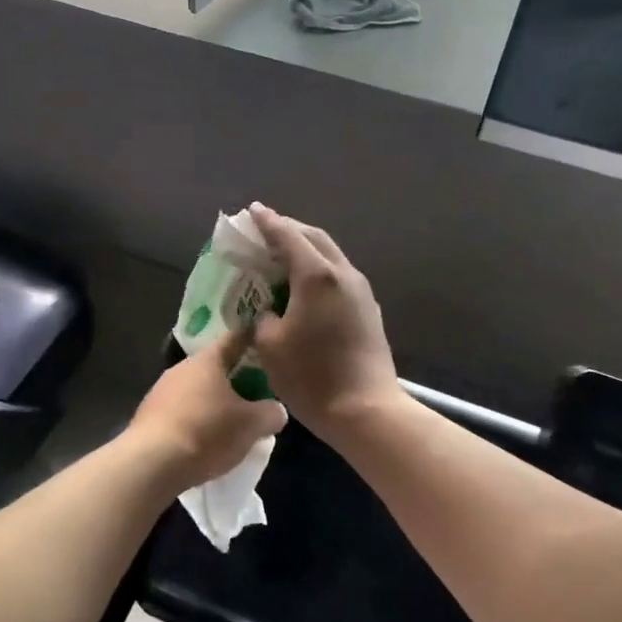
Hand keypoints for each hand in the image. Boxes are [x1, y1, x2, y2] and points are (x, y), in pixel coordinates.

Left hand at [128, 327, 286, 494]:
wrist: (151, 464)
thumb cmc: (207, 433)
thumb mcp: (251, 425)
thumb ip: (271, 413)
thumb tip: (277, 410)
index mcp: (207, 360)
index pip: (234, 339)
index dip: (251, 338)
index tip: (265, 340)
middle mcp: (181, 368)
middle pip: (214, 367)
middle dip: (234, 378)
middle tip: (255, 392)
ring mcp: (160, 392)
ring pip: (195, 391)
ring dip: (212, 401)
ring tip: (230, 421)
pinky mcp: (147, 417)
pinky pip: (180, 412)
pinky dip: (194, 420)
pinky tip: (203, 440)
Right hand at [247, 204, 400, 442]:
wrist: (366, 410)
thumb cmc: (312, 377)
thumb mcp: (271, 346)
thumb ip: (264, 318)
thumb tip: (270, 312)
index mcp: (316, 276)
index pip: (288, 237)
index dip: (268, 223)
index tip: (252, 211)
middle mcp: (343, 275)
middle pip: (315, 239)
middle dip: (290, 230)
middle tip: (266, 231)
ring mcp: (361, 293)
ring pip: (331, 257)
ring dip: (307, 251)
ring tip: (284, 256)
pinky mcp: (369, 311)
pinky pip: (339, 278)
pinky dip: (319, 272)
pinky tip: (306, 287)